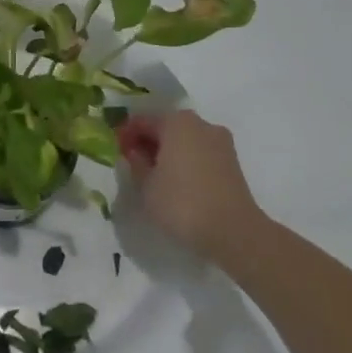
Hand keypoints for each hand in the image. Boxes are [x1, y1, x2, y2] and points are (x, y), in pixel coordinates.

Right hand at [117, 110, 263, 262]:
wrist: (234, 232)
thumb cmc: (181, 203)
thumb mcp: (145, 185)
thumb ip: (136, 162)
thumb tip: (135, 152)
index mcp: (176, 121)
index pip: (142, 120)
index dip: (126, 135)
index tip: (117, 152)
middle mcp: (200, 123)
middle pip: (166, 127)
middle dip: (149, 142)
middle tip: (134, 164)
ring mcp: (220, 142)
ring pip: (185, 140)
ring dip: (168, 153)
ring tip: (155, 177)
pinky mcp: (232, 162)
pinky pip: (200, 154)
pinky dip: (186, 162)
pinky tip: (177, 183)